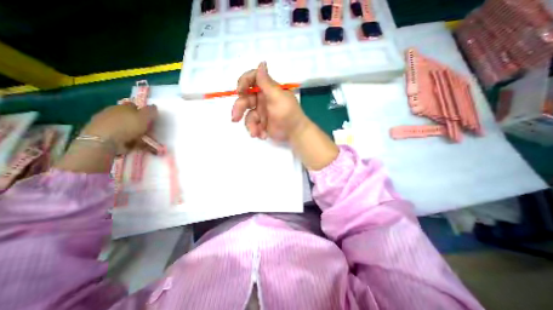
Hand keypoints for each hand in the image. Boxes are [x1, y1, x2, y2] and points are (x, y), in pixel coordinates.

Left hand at [82, 100, 157, 149]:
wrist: (103, 141)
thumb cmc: (127, 126)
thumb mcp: (144, 117)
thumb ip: (150, 111)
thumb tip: (153, 106)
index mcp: (122, 106)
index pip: (134, 106)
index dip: (143, 111)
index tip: (150, 119)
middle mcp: (112, 113)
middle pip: (129, 117)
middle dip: (137, 123)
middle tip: (148, 131)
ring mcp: (105, 124)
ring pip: (124, 128)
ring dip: (133, 133)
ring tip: (143, 141)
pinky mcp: (102, 136)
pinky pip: (119, 137)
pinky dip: (127, 141)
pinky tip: (133, 145)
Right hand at [229, 62, 306, 141]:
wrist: (295, 133)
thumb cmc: (288, 113)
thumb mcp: (278, 97)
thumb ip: (267, 83)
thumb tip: (262, 63)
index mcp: (267, 90)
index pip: (252, 79)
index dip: (243, 83)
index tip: (240, 91)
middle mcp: (262, 99)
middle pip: (244, 99)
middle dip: (239, 108)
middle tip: (235, 118)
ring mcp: (261, 112)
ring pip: (247, 114)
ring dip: (250, 125)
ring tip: (255, 133)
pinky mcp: (261, 123)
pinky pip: (252, 125)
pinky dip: (256, 131)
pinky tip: (263, 135)